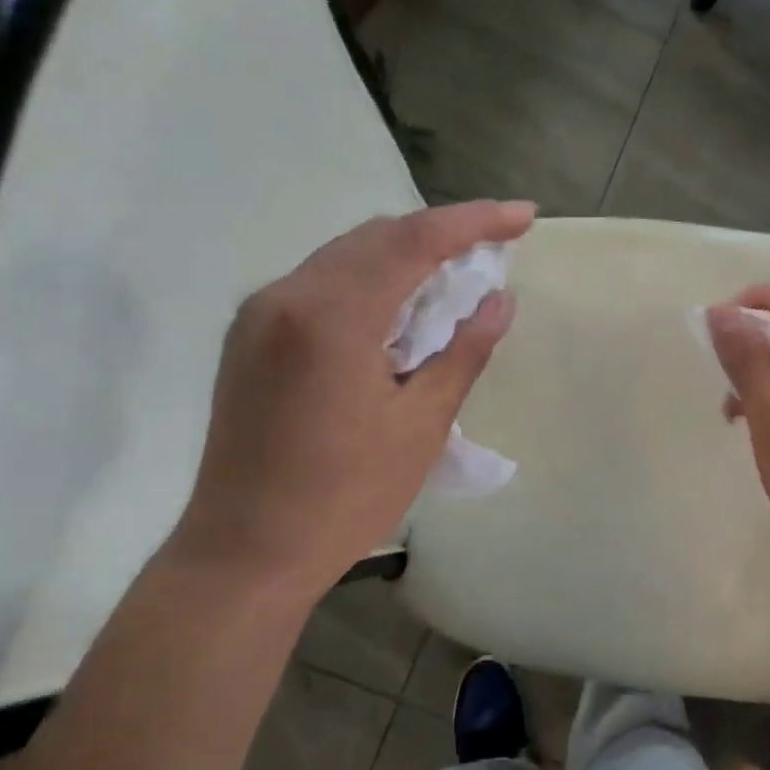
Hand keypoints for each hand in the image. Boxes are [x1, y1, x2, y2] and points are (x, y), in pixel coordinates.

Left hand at [169, 201, 533, 598]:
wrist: (245, 551)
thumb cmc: (344, 497)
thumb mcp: (421, 426)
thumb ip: (464, 352)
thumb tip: (499, 300)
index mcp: (332, 316)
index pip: (415, 241)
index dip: (475, 221)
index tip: (524, 217)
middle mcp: (287, 295)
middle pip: (377, 238)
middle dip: (440, 234)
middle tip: (493, 249)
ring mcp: (259, 314)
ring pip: (346, 257)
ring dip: (403, 257)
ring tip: (453, 279)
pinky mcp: (249, 336)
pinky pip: (319, 284)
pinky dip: (368, 283)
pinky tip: (397, 311)